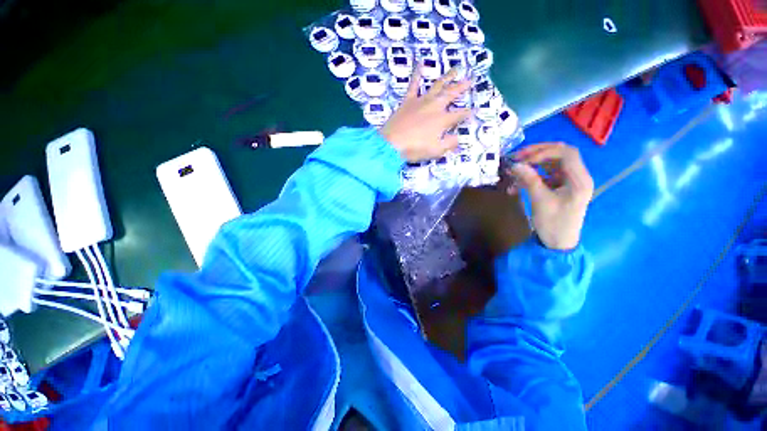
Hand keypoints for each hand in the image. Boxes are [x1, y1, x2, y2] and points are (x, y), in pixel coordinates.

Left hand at [380, 67, 471, 161]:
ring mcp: (421, 101)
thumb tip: (459, 138)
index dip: (468, 113)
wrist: (391, 143)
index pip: (459, 114)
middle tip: (471, 79)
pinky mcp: (408, 100)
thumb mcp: (435, 150)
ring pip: (437, 85)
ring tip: (456, 68)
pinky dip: (417, 73)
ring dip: (447, 77)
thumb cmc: (414, 148)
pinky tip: (420, 63)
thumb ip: (449, 143)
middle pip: (451, 94)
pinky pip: (413, 84)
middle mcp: (434, 106)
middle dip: (462, 87)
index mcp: (442, 120)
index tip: (475, 110)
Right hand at [506, 143, 593, 249]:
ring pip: (550, 163)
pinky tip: (515, 185)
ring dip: (531, 165)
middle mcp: (576, 176)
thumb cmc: (553, 224)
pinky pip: (544, 175)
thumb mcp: (540, 201)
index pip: (566, 153)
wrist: (557, 243)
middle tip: (517, 157)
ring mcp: (567, 181)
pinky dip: (530, 177)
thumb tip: (514, 165)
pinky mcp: (558, 187)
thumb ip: (529, 180)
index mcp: (579, 180)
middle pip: (559, 154)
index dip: (544, 152)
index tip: (524, 160)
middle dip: (537, 153)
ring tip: (513, 169)